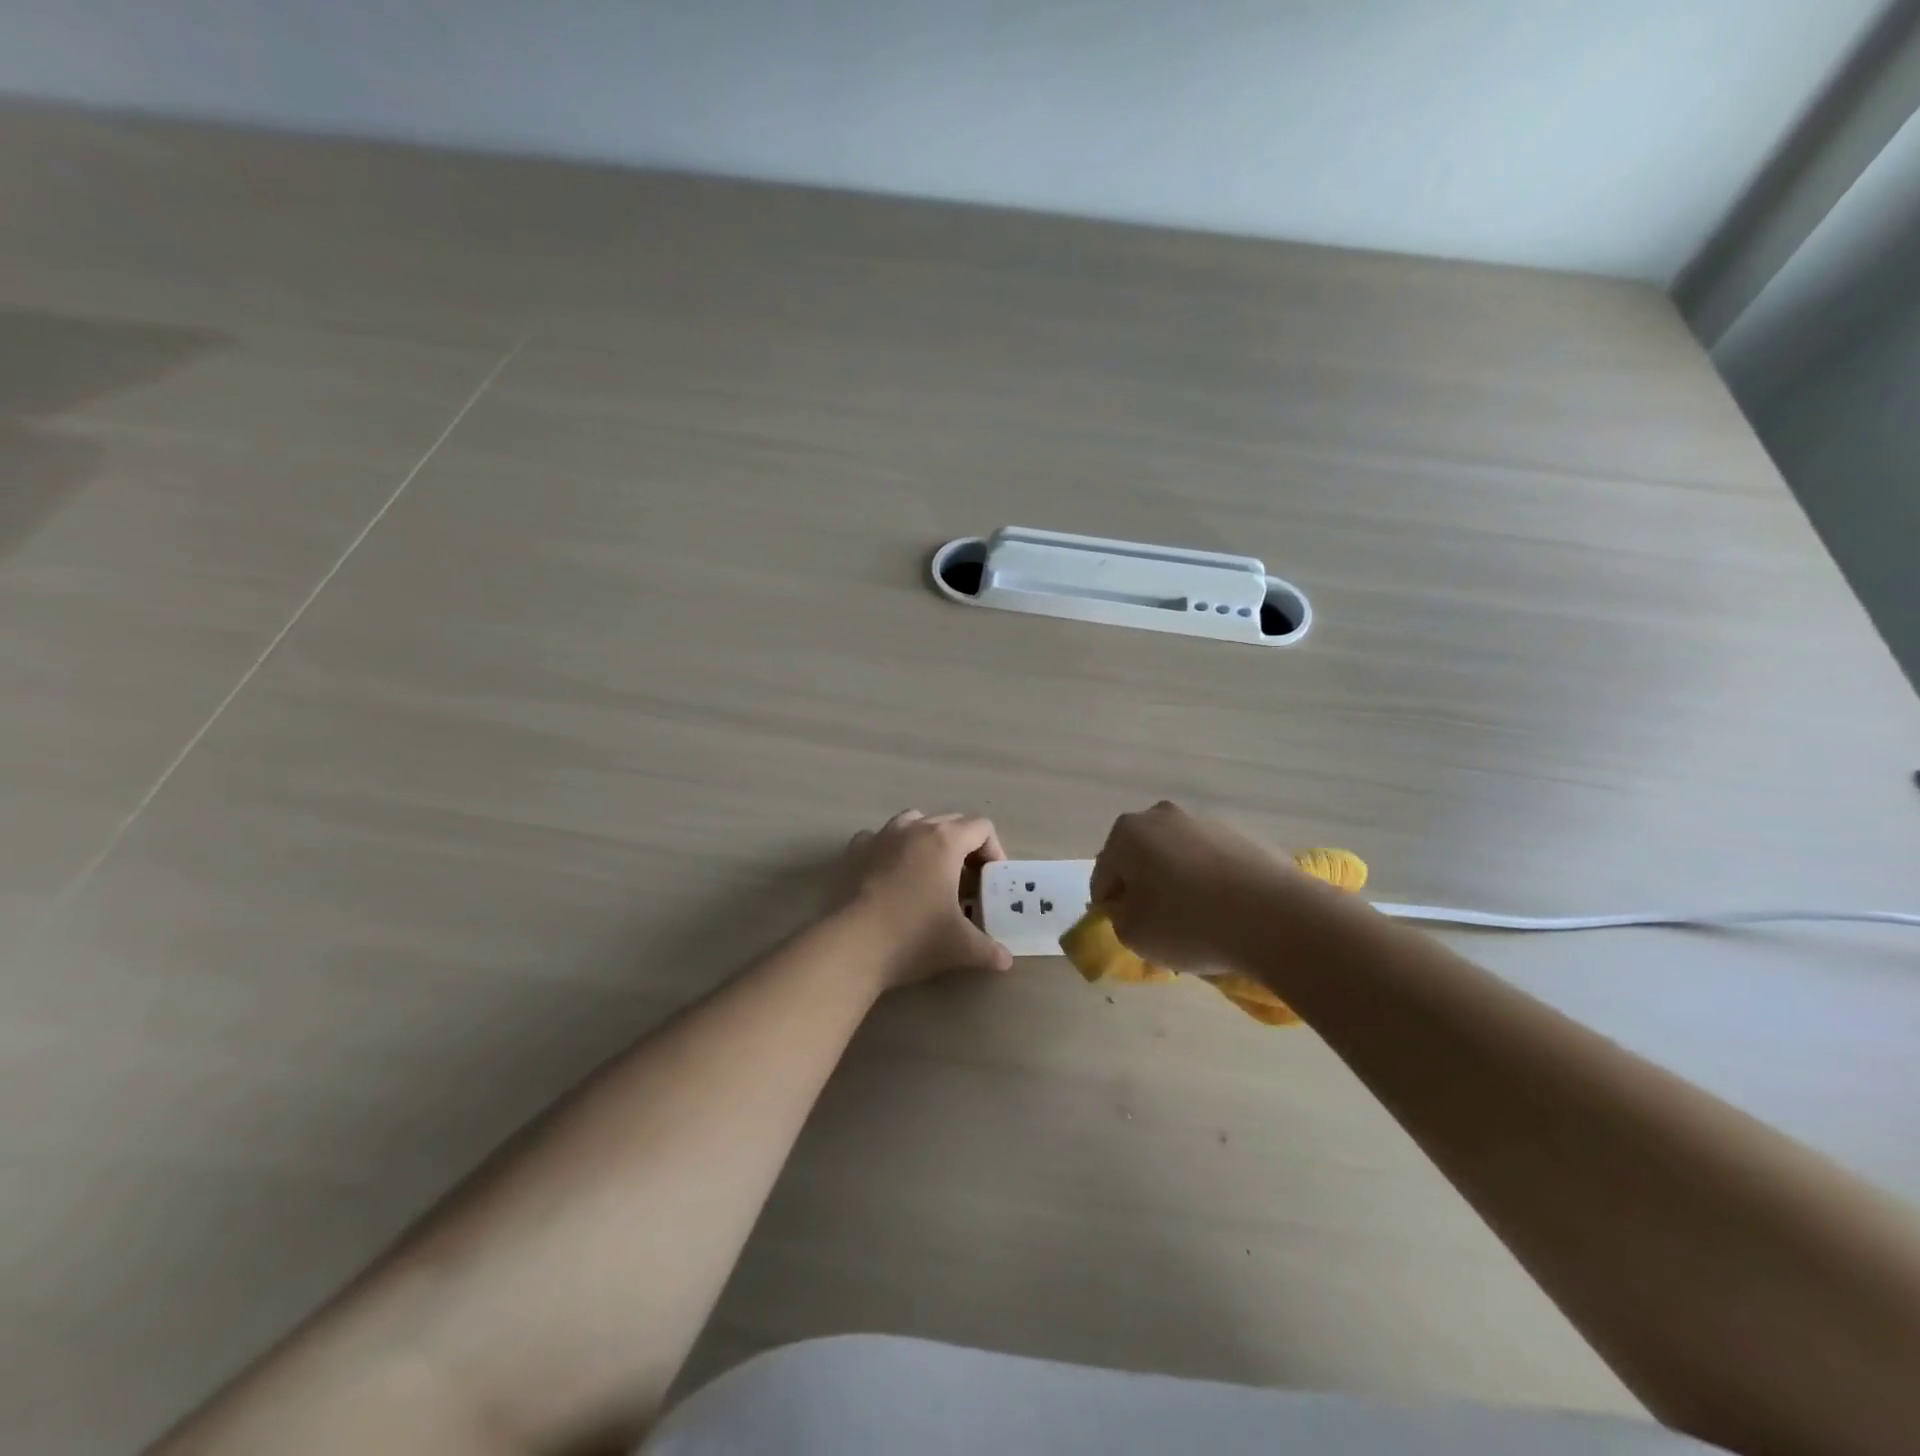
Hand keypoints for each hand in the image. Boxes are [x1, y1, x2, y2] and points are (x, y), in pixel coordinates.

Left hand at [836, 810, 1014, 987]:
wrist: (853, 946)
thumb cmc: (914, 938)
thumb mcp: (961, 946)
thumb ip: (989, 949)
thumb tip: (1005, 960)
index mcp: (946, 841)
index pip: (981, 827)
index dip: (994, 850)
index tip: (990, 880)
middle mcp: (915, 828)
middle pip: (951, 820)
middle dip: (965, 846)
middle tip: (967, 881)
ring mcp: (882, 835)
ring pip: (914, 821)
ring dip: (929, 839)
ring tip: (931, 872)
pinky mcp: (856, 850)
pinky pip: (881, 837)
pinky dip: (892, 848)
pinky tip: (892, 873)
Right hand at [1090, 801, 1300, 972]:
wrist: (1274, 918)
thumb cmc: (1188, 924)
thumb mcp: (1133, 935)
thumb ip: (1119, 918)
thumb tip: (1130, 907)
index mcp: (1127, 833)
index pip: (1104, 875)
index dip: (1110, 906)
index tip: (1127, 930)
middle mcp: (1162, 816)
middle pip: (1140, 857)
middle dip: (1143, 887)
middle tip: (1158, 924)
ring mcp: (1206, 821)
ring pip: (1177, 856)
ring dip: (1177, 881)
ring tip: (1197, 921)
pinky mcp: (1243, 834)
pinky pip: (1212, 861)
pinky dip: (1210, 881)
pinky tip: (1225, 911)